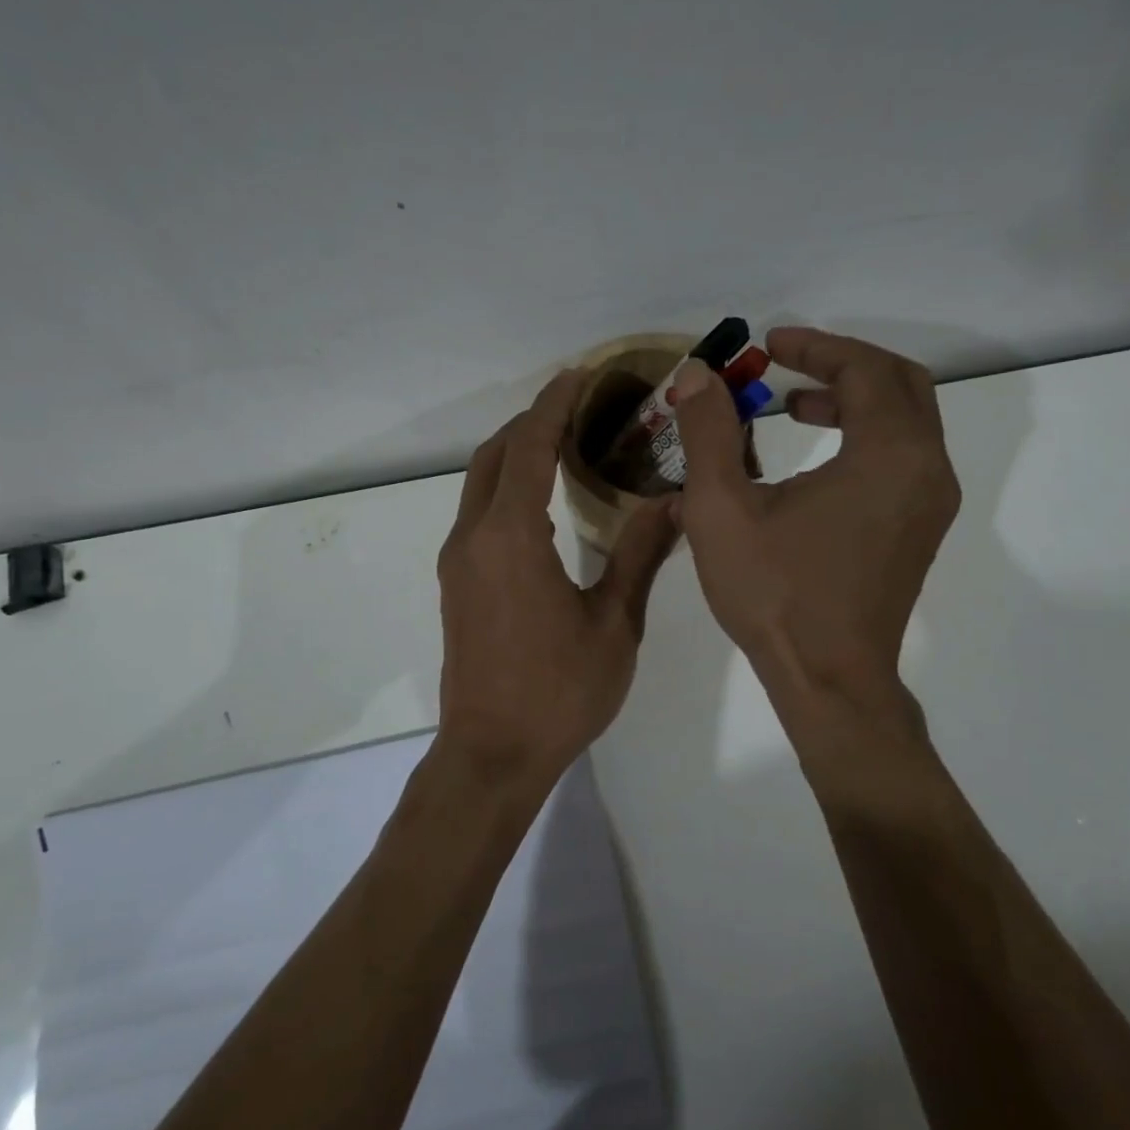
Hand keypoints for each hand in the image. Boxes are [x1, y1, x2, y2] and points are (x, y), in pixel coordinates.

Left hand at [437, 370, 678, 793]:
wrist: (492, 754)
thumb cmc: (559, 691)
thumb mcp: (614, 623)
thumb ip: (641, 554)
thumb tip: (673, 500)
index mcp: (511, 536)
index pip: (530, 447)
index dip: (554, 405)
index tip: (580, 375)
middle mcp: (473, 536)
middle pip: (494, 455)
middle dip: (530, 421)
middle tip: (576, 404)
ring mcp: (458, 561)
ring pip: (478, 482)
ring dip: (514, 452)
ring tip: (562, 441)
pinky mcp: (456, 583)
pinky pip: (477, 512)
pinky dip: (504, 486)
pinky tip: (541, 501)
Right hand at [671, 327, 959, 739]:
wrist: (829, 680)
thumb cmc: (776, 594)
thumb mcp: (722, 509)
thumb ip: (709, 432)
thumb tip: (694, 375)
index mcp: (890, 454)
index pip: (864, 368)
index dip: (814, 346)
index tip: (767, 343)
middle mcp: (926, 469)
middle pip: (899, 384)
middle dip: (841, 364)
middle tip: (786, 364)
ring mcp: (930, 503)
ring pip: (906, 421)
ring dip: (854, 400)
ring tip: (793, 405)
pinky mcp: (920, 530)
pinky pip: (903, 457)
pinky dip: (864, 436)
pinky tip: (815, 459)